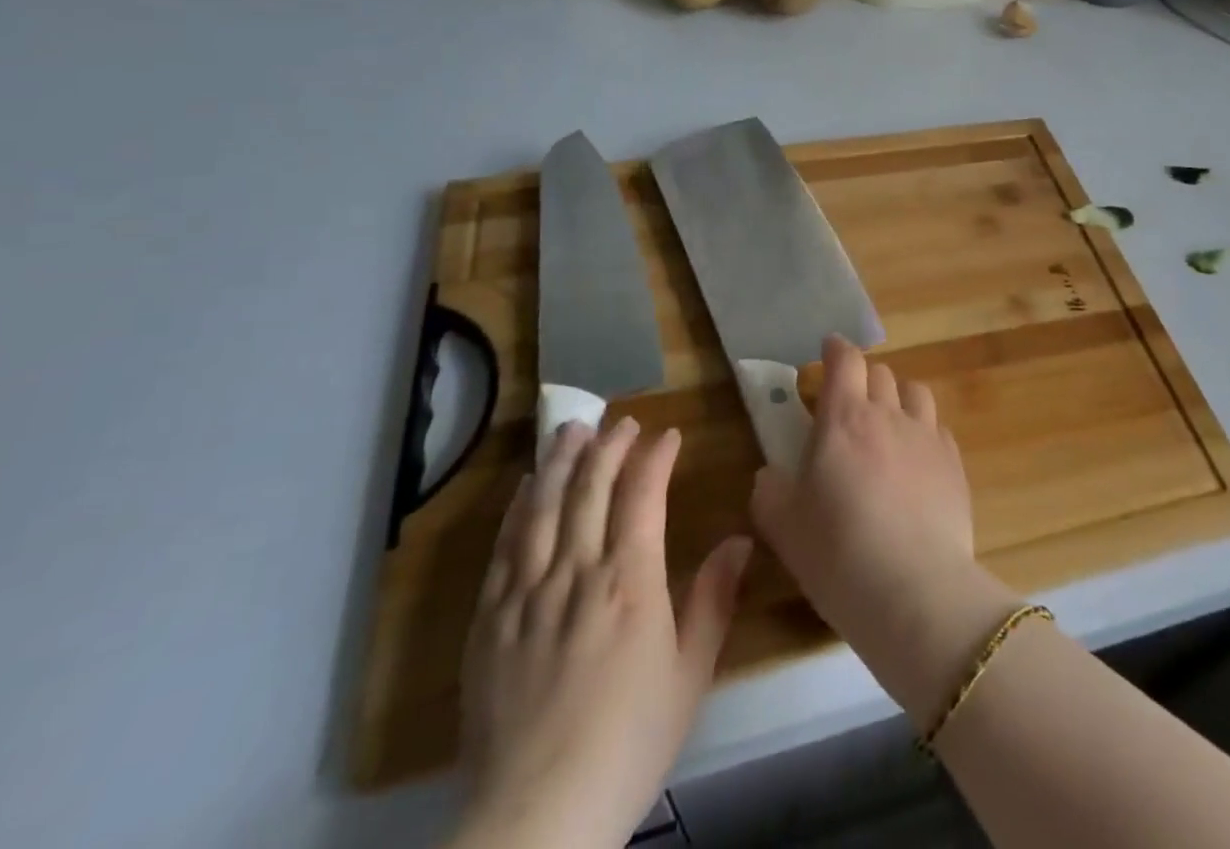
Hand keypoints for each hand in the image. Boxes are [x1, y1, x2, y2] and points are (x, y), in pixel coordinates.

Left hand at [450, 418, 753, 848]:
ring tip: (572, 429)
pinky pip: (504, 548)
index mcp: (630, 582)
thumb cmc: (628, 743)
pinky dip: (518, 508)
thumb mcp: (690, 675)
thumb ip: (714, 600)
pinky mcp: (489, 621)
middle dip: (609, 447)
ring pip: (543, 507)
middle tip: (622, 420)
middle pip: (590, 489)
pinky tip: (525, 487)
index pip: (642, 496)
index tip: (668, 434)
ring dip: (560, 462)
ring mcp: (527, 594)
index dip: (655, 458)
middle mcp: (576, 573)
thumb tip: (740, 540)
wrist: (535, 818)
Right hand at [750, 336, 1020, 727]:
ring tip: (887, 423)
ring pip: (915, 393)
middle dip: (863, 378)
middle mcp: (889, 415)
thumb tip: (771, 475)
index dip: (836, 349)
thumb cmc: (837, 553)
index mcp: (844, 418)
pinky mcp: (955, 465)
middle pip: (880, 372)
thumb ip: (770, 490)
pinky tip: (916, 461)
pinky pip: (938, 430)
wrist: (914, 591)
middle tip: (849, 403)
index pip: (845, 361)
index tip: (828, 350)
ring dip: (898, 397)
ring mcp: (927, 437)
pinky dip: (923, 433)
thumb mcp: (783, 526)